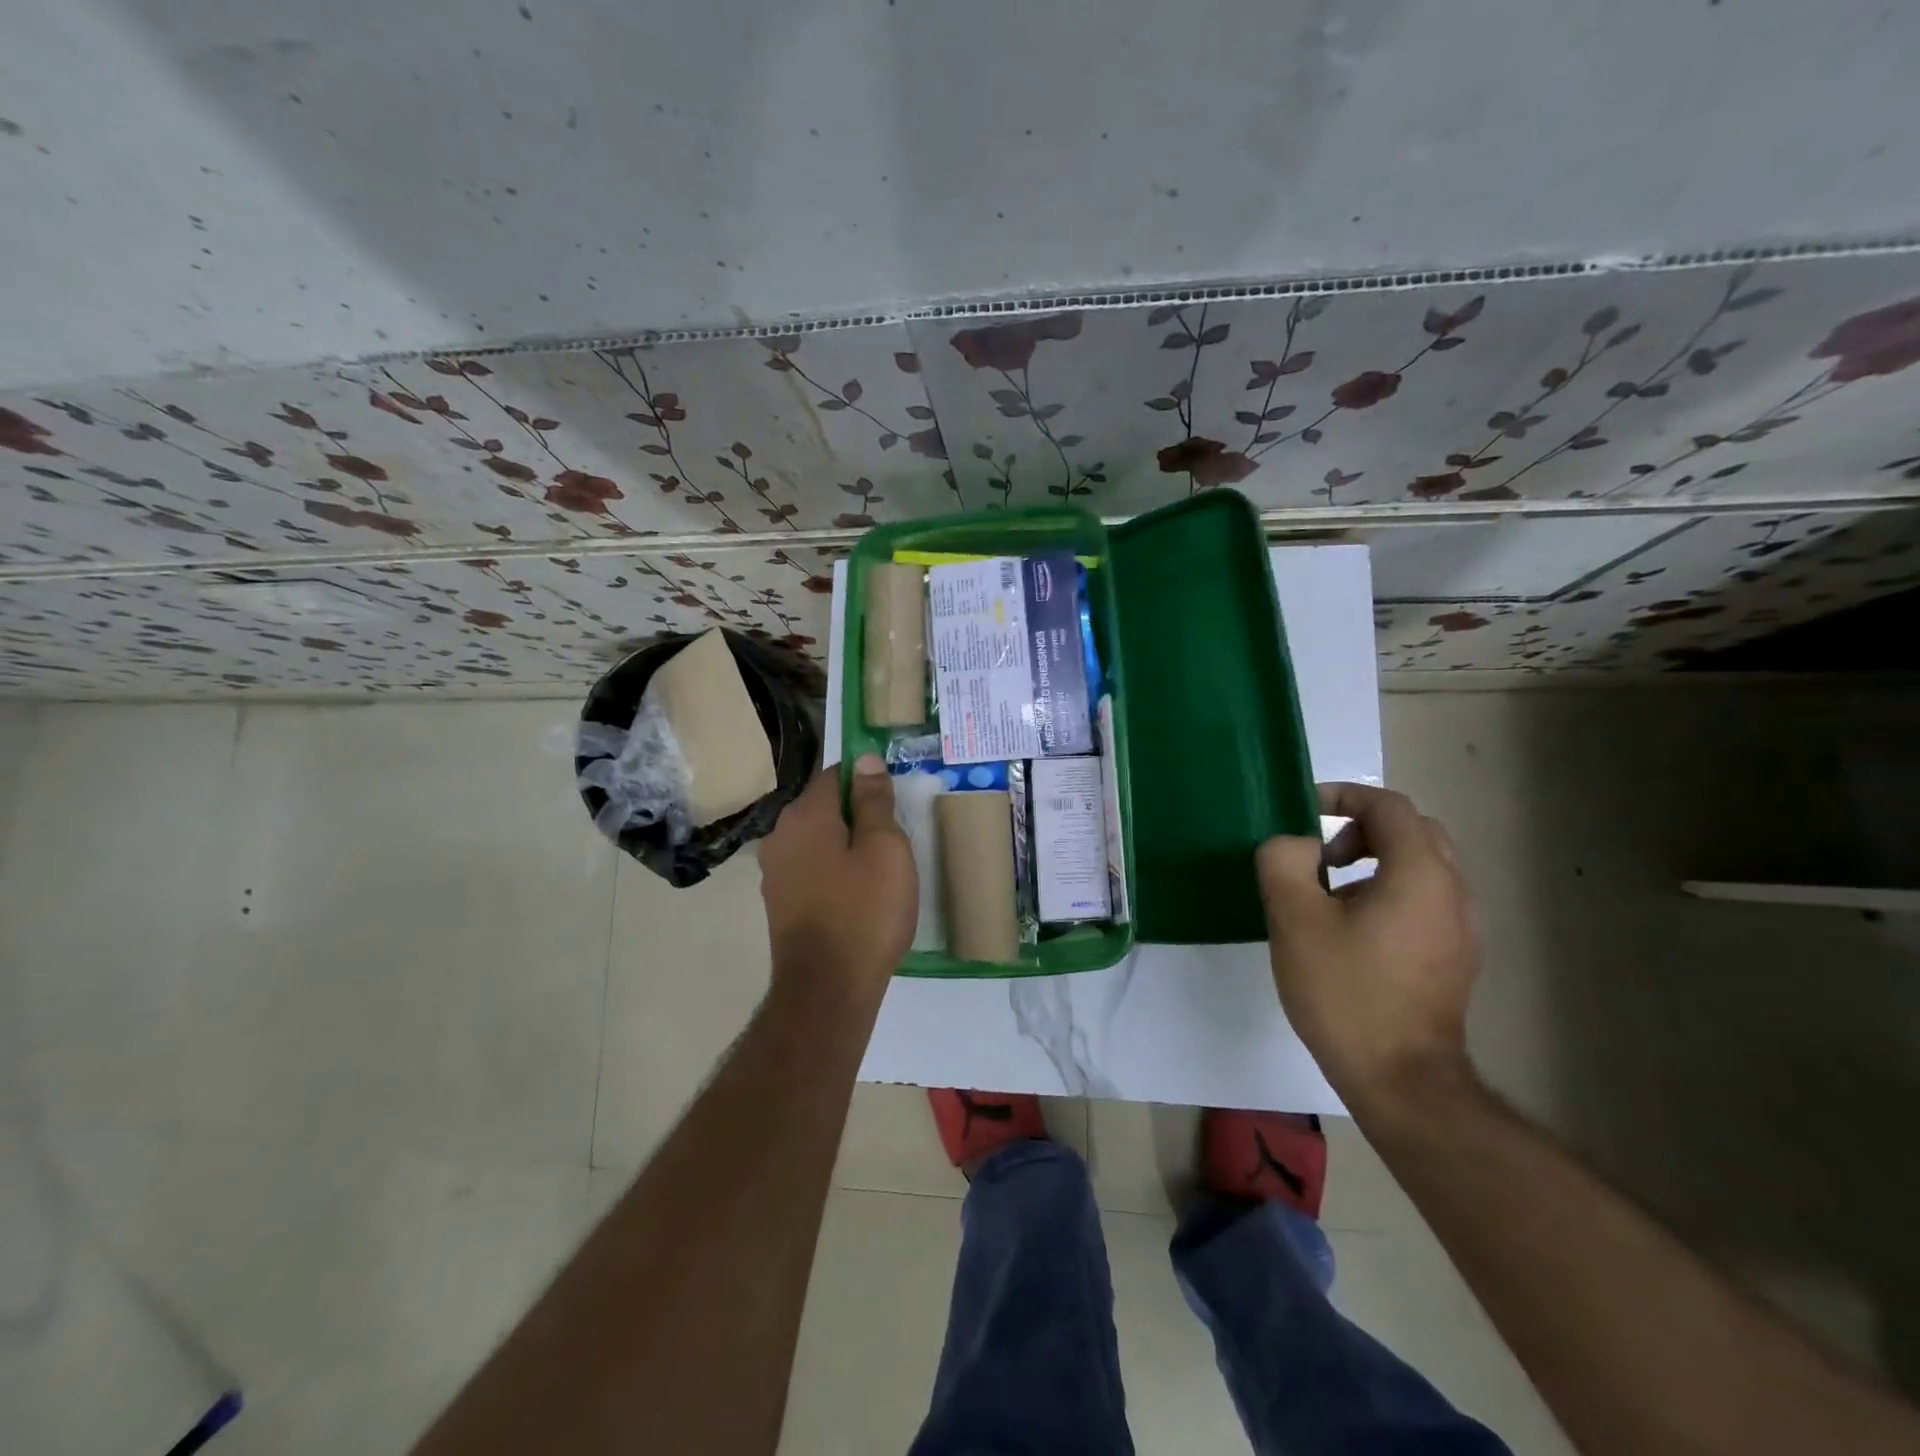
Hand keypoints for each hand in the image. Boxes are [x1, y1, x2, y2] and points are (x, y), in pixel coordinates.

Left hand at [758, 756, 916, 990]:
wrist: (827, 991)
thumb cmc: (864, 912)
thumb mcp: (885, 849)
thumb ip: (874, 800)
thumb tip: (865, 759)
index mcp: (804, 815)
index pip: (835, 773)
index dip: (866, 778)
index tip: (894, 798)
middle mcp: (780, 836)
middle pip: (824, 807)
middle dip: (857, 814)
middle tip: (895, 838)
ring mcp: (775, 872)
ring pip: (818, 841)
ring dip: (846, 845)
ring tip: (881, 869)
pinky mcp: (780, 903)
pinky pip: (811, 870)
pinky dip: (834, 872)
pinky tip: (858, 895)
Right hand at [1256, 782, 1482, 1116]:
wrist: (1401, 1080)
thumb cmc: (1346, 992)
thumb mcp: (1295, 918)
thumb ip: (1284, 861)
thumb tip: (1293, 844)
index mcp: (1420, 874)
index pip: (1389, 806)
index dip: (1344, 796)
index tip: (1304, 812)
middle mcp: (1453, 892)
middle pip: (1412, 831)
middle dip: (1361, 829)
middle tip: (1320, 856)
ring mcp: (1463, 927)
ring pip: (1422, 866)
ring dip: (1375, 862)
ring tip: (1329, 896)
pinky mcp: (1458, 957)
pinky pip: (1426, 899)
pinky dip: (1390, 891)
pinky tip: (1354, 932)